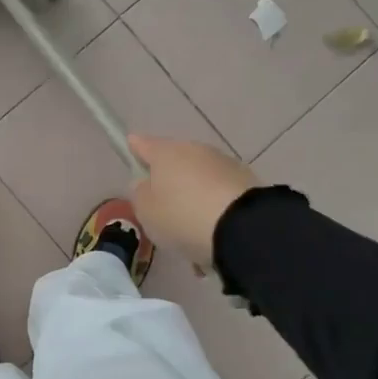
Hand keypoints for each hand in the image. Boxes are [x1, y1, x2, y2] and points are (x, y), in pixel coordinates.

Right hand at [128, 134, 259, 267]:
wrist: (241, 227)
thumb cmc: (182, 216)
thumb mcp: (147, 211)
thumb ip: (140, 193)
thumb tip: (146, 182)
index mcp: (165, 153)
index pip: (144, 144)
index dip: (135, 147)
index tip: (131, 146)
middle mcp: (195, 150)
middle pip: (175, 161)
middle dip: (169, 179)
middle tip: (163, 207)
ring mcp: (223, 163)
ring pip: (200, 178)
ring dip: (194, 195)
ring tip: (192, 230)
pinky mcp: (246, 180)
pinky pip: (220, 193)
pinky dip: (214, 207)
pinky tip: (213, 233)